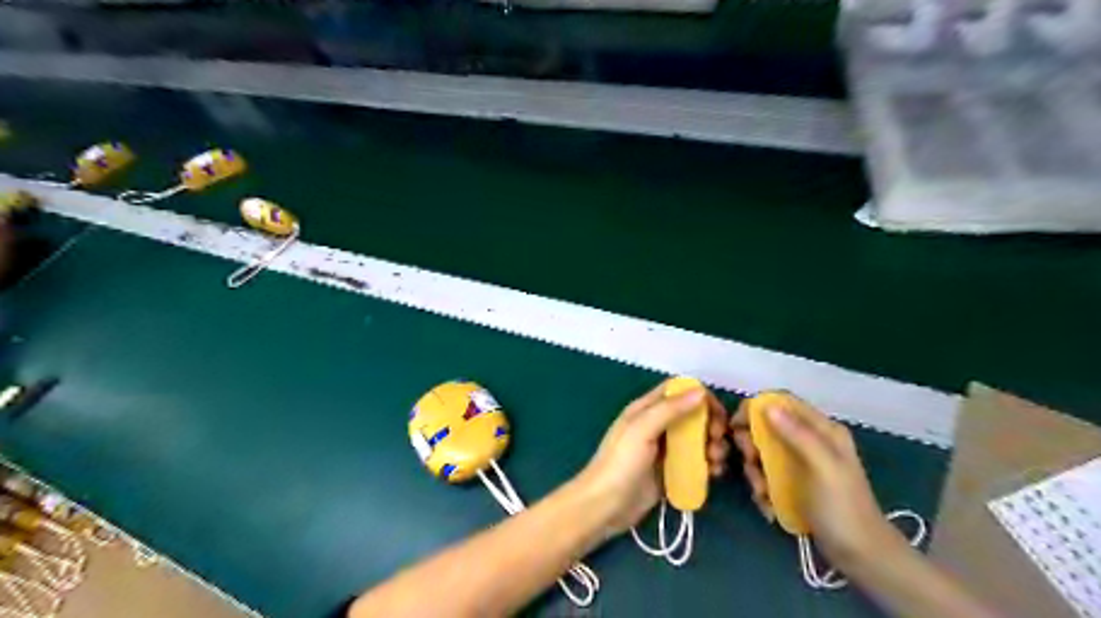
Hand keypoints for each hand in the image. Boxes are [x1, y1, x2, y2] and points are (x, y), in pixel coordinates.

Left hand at [577, 381, 727, 536]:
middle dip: (710, 423)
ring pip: (697, 439)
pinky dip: (709, 464)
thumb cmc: (620, 463)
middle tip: (716, 439)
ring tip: (716, 460)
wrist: (604, 506)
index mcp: (646, 409)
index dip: (700, 396)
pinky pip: (695, 462)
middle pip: (692, 414)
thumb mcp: (642, 430)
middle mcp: (657, 425)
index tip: (716, 412)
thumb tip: (700, 391)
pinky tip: (714, 473)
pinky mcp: (670, 472)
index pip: (678, 391)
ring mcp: (664, 450)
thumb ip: (669, 410)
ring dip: (713, 445)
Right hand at [729, 400, 903, 569]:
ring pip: (763, 454)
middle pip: (767, 428)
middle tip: (750, 462)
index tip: (737, 425)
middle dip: (752, 445)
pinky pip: (767, 476)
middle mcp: (809, 441)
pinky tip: (768, 506)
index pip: (783, 403)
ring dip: (755, 472)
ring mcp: (800, 464)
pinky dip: (762, 489)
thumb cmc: (843, 507)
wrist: (860, 555)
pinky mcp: (793, 484)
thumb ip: (798, 435)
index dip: (757, 408)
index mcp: (822, 430)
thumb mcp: (823, 467)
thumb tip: (767, 406)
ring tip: (762, 493)